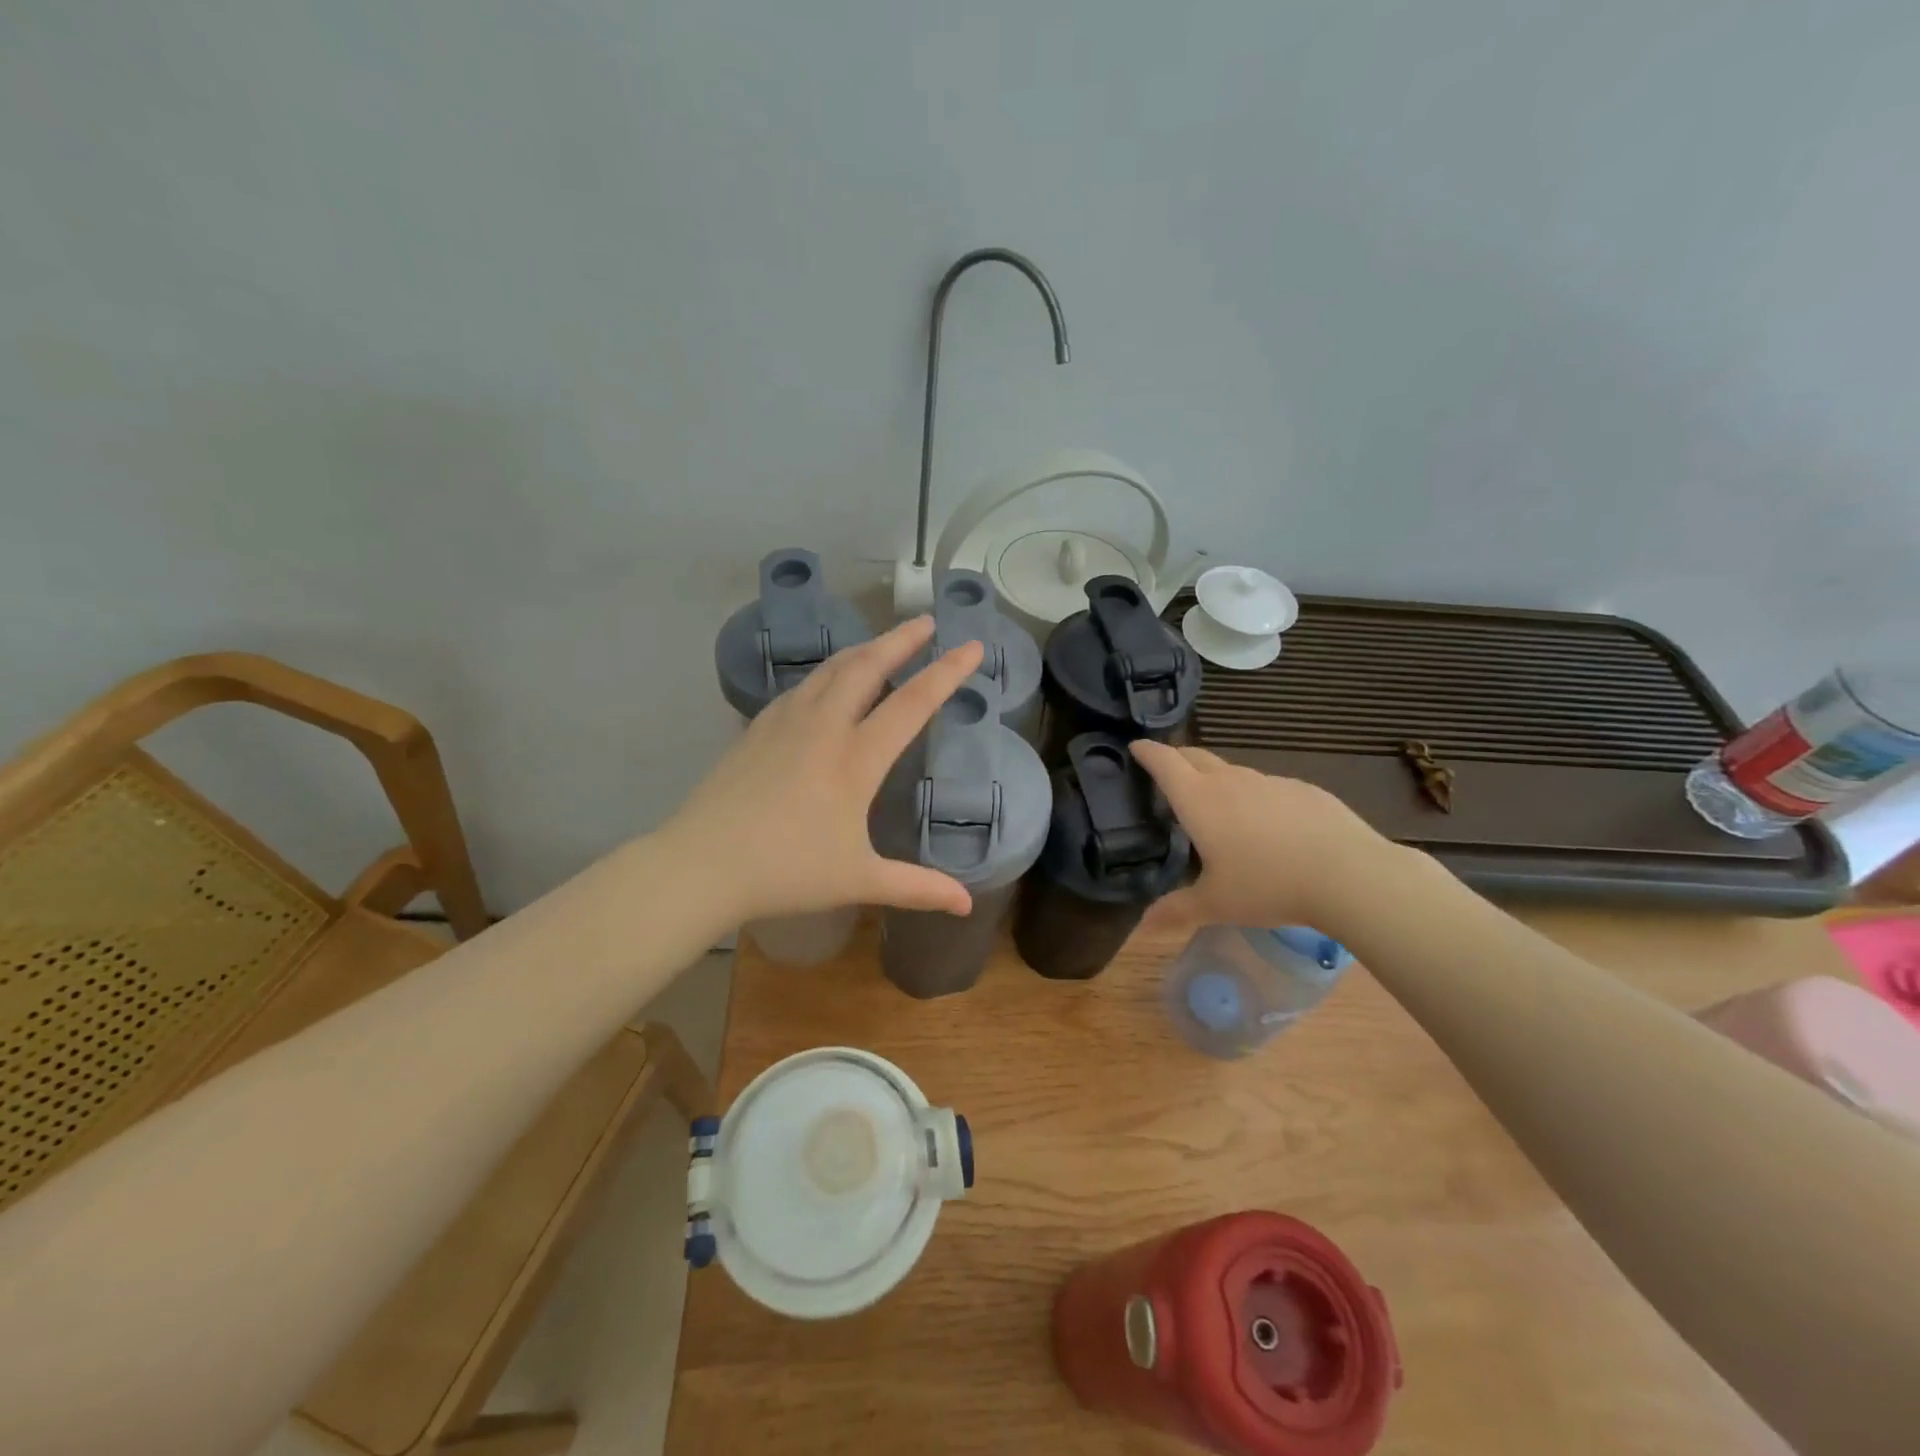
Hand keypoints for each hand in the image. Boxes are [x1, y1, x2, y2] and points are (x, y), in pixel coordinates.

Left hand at [664, 616, 984, 925]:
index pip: (912, 703)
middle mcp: (823, 727)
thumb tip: (966, 904)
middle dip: (901, 640)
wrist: (702, 864)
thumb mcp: (858, 879)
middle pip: (867, 667)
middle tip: (926, 622)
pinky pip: (802, 687)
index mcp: (855, 758)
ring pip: (831, 670)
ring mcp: (785, 723)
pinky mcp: (757, 729)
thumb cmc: (786, 871)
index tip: (972, 646)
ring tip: (883, 643)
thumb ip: (916, 887)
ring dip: (863, 650)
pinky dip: (827, 673)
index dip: (946, 673)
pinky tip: (827, 682)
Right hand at [1129, 740, 1393, 935]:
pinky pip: (1269, 788)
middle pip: (1196, 756)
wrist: (1349, 874)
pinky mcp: (1304, 790)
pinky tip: (1271, 827)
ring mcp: (1270, 782)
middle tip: (1169, 771)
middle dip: (1178, 758)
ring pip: (1234, 772)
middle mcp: (1231, 781)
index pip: (1164, 763)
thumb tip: (1141, 927)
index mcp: (1200, 801)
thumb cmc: (1268, 885)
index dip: (1147, 752)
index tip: (1136, 747)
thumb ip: (1176, 911)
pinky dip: (1258, 798)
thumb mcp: (1216, 904)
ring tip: (1220, 807)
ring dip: (1219, 781)